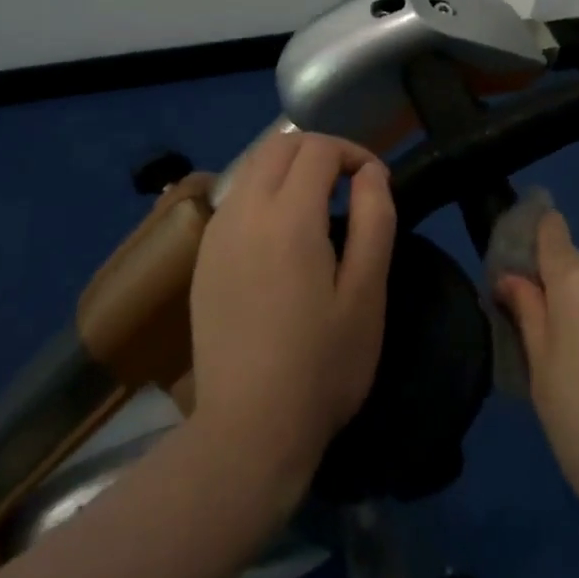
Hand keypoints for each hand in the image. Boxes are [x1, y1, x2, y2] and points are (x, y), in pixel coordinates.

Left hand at [188, 131, 395, 495]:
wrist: (247, 432)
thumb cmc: (321, 365)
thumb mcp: (367, 293)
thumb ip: (374, 219)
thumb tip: (372, 172)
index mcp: (288, 216)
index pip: (318, 149)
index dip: (354, 153)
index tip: (376, 182)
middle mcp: (244, 212)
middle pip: (279, 146)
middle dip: (319, 151)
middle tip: (350, 186)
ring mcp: (216, 234)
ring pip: (253, 168)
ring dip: (289, 169)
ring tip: (319, 206)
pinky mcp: (203, 259)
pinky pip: (235, 199)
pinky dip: (264, 193)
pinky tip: (282, 235)